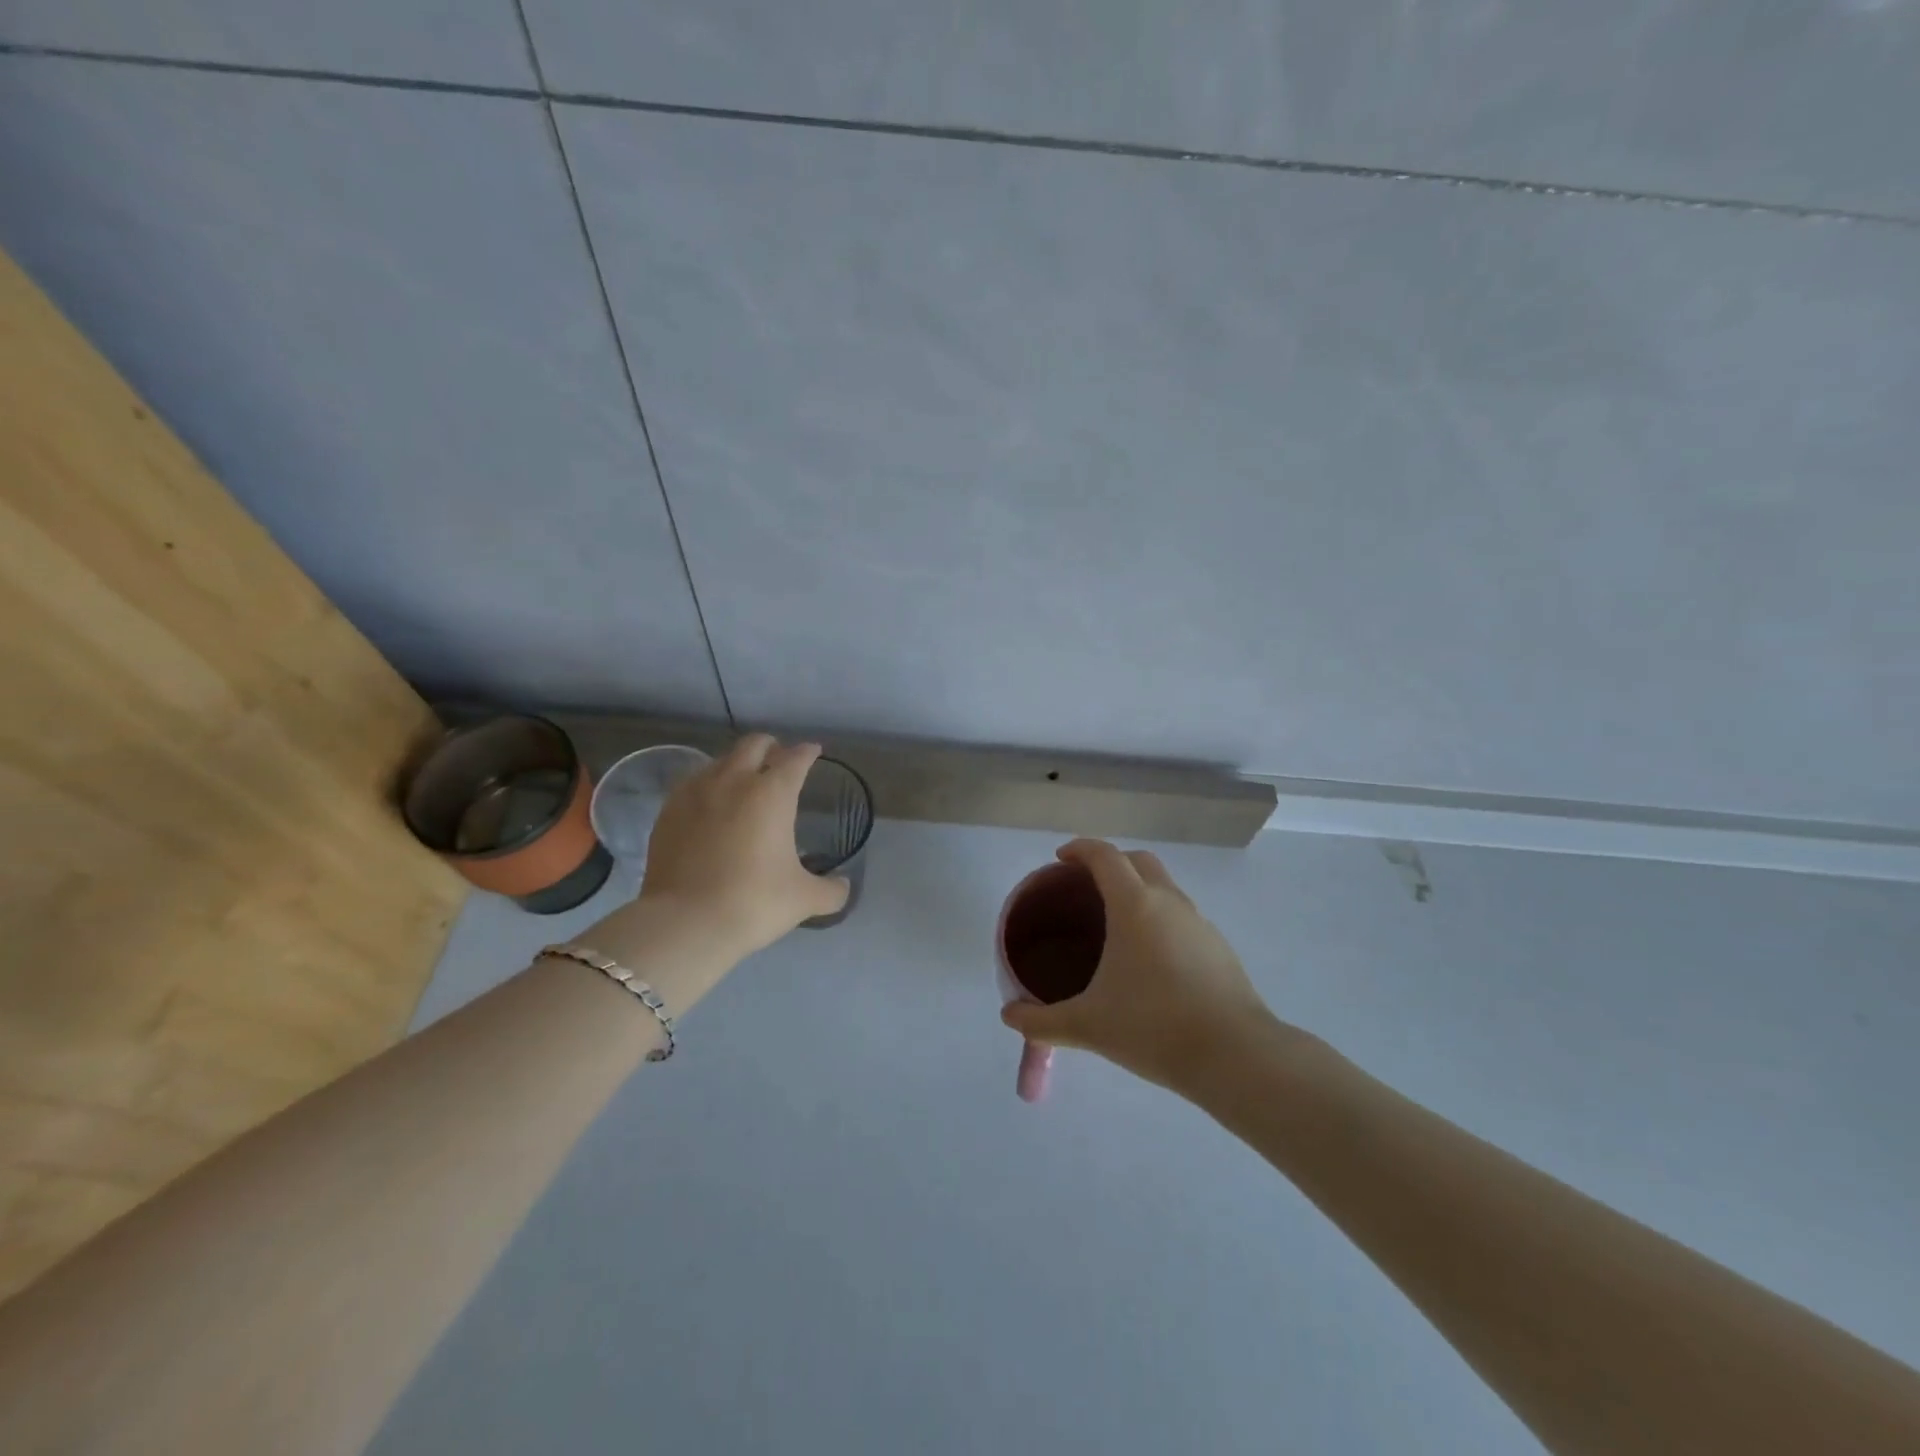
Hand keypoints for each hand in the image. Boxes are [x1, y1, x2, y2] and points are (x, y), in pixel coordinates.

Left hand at [637, 733, 850, 961]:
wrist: (684, 923)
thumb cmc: (753, 902)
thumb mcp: (803, 899)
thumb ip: (830, 890)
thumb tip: (843, 886)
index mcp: (772, 793)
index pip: (795, 759)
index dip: (807, 753)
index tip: (813, 752)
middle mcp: (734, 781)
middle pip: (754, 745)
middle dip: (771, 747)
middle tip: (779, 759)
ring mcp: (695, 793)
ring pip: (720, 760)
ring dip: (737, 763)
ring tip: (743, 780)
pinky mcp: (668, 811)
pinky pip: (693, 783)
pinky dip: (708, 784)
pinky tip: (709, 804)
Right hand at [999, 839, 1274, 1092]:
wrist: (1235, 1056)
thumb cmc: (1153, 1027)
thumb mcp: (1088, 1026)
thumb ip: (1042, 1021)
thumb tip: (1009, 1018)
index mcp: (1134, 905)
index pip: (1104, 856)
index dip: (1079, 850)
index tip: (1061, 859)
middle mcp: (1169, 902)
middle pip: (1138, 861)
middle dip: (1111, 863)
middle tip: (1086, 887)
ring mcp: (1200, 923)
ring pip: (1165, 887)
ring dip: (1139, 890)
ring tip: (1117, 925)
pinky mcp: (1219, 947)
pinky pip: (1182, 916)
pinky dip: (1160, 918)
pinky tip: (1151, 960)